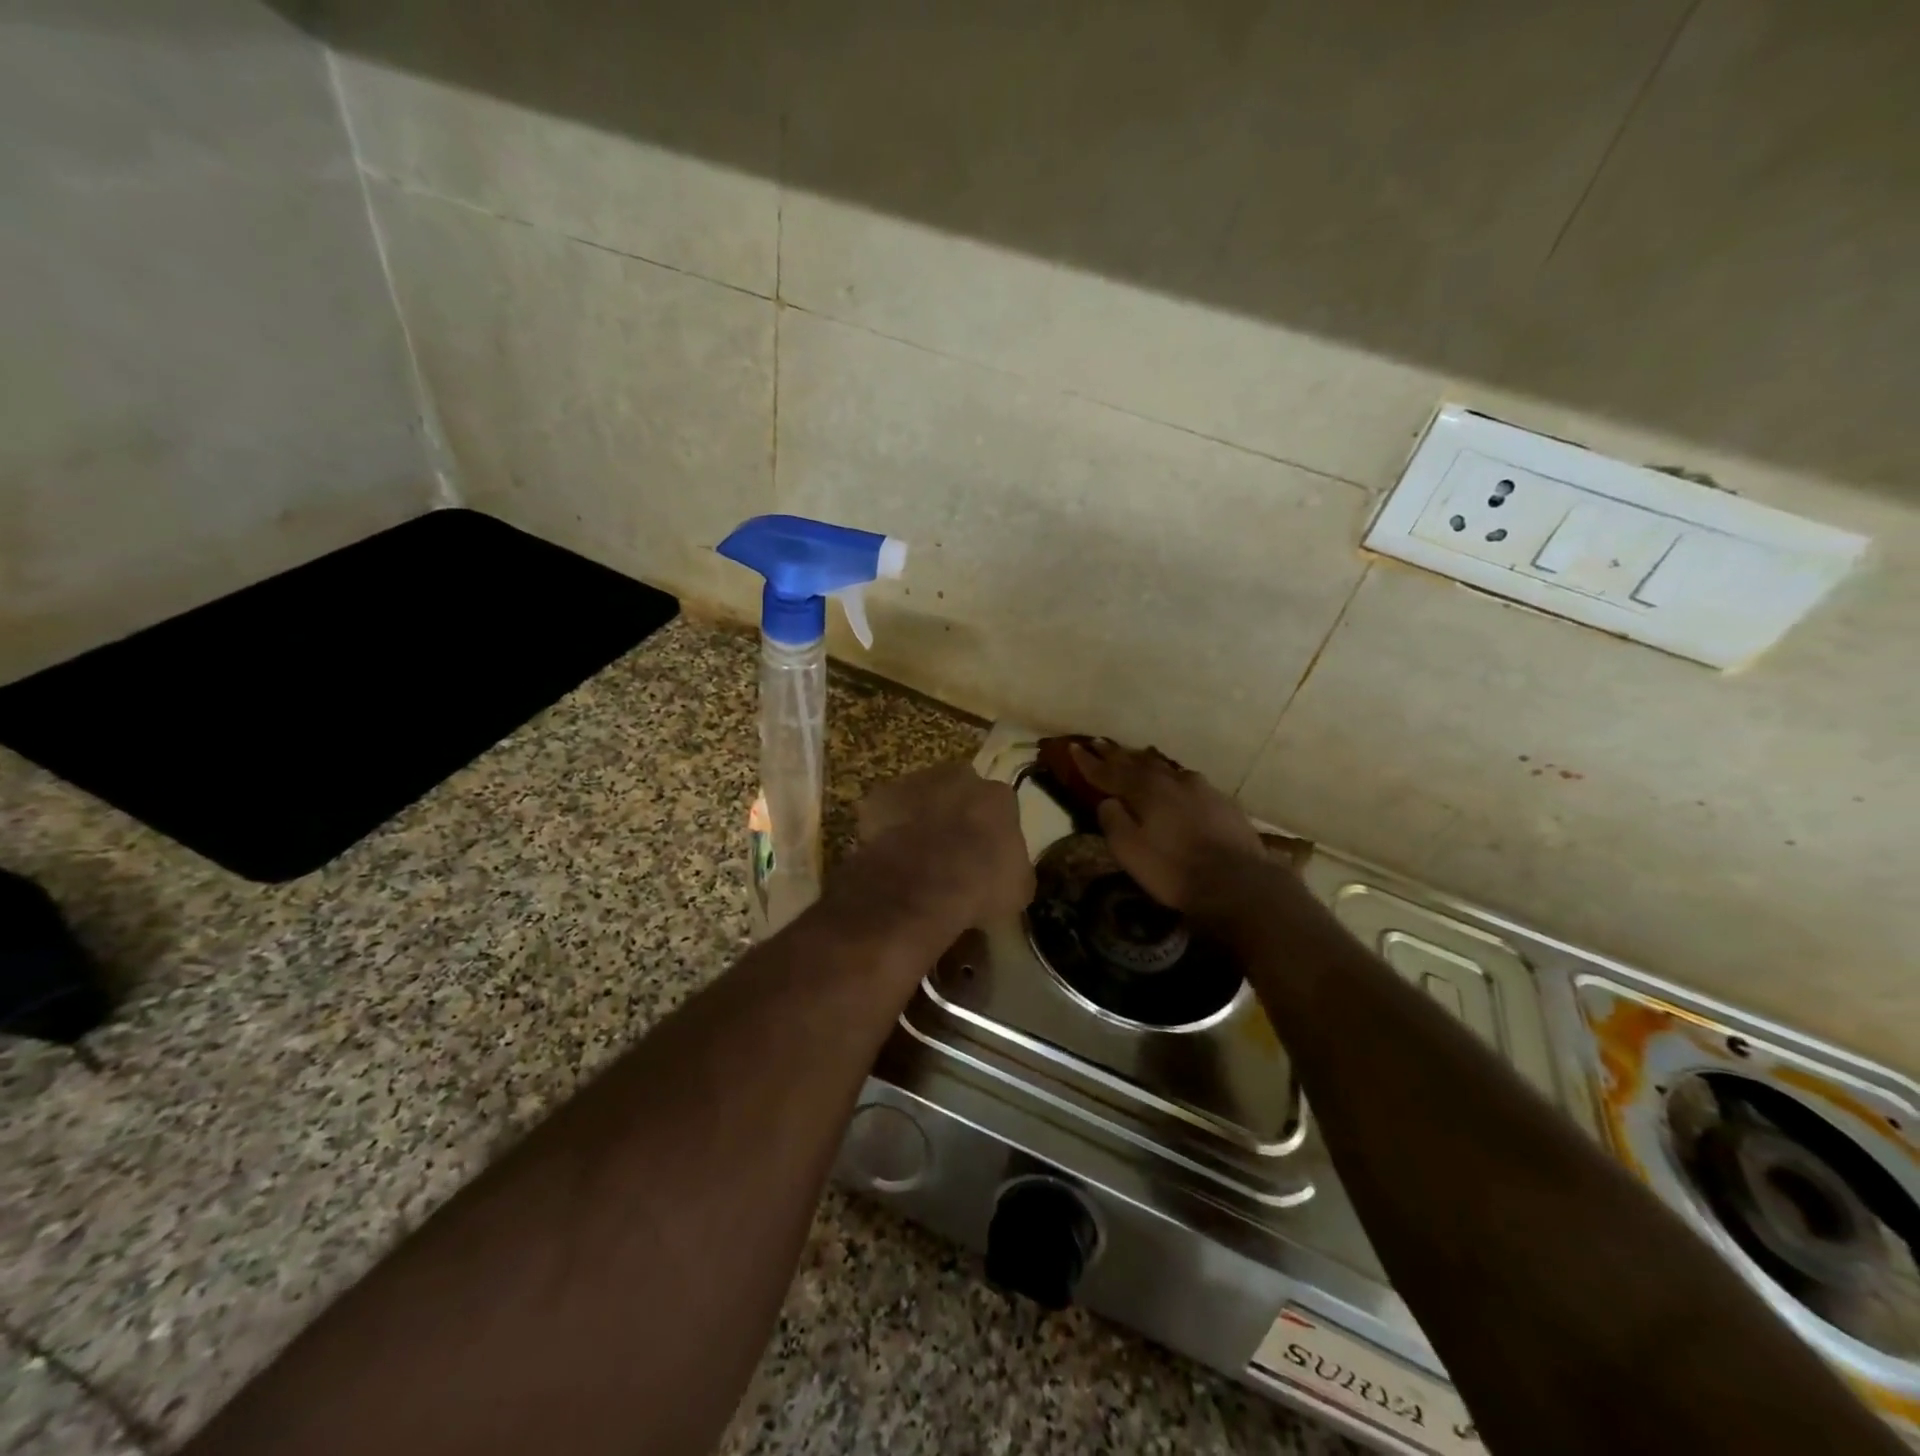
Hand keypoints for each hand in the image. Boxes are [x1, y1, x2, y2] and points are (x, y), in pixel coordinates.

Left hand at [841, 761, 1034, 932]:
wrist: (921, 885)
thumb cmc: (980, 886)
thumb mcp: (1018, 888)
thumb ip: (1013, 867)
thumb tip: (1006, 871)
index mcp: (998, 795)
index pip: (999, 806)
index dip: (991, 830)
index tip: (985, 853)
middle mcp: (959, 777)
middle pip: (960, 792)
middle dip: (956, 814)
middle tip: (951, 849)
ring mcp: (916, 782)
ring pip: (921, 797)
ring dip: (921, 818)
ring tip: (916, 855)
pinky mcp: (880, 797)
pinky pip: (887, 812)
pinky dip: (888, 829)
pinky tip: (890, 856)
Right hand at [1069, 741, 1264, 911]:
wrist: (1239, 882)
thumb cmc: (1175, 869)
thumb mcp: (1130, 851)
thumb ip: (1113, 821)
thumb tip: (1108, 801)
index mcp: (1146, 790)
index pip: (1109, 772)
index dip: (1089, 762)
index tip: (1073, 748)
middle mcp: (1173, 781)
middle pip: (1138, 764)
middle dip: (1116, 755)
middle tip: (1099, 744)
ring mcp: (1202, 789)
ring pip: (1167, 770)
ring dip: (1147, 763)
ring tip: (1136, 757)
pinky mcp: (1223, 803)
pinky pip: (1189, 783)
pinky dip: (1173, 780)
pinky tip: (1177, 783)